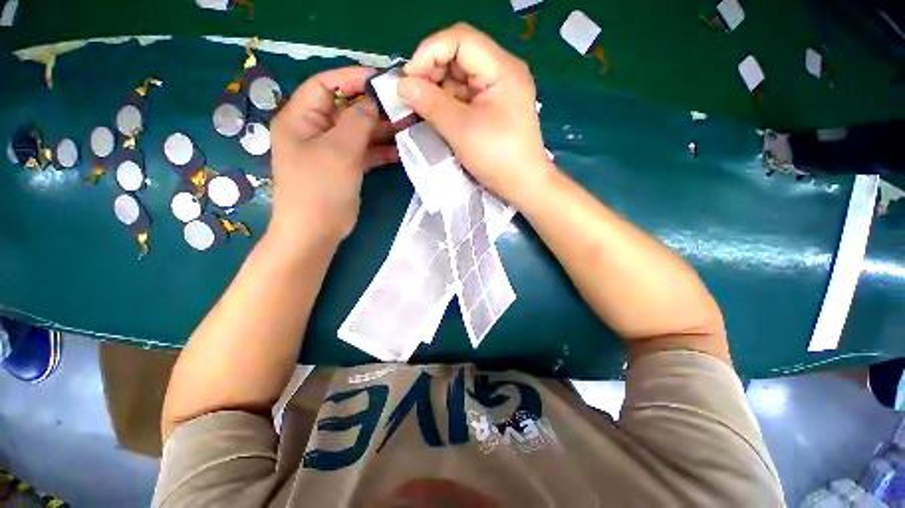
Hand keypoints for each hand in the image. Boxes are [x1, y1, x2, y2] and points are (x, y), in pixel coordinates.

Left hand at [267, 67, 398, 246]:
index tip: (381, 79)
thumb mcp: (338, 150)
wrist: (316, 232)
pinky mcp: (345, 168)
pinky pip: (364, 152)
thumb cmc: (320, 188)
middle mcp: (314, 131)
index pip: (325, 85)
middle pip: (346, 109)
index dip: (352, 78)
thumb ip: (357, 121)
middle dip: (374, 108)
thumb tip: (372, 102)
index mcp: (300, 118)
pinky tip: (400, 150)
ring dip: (381, 130)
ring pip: (358, 132)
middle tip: (403, 107)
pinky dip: (380, 150)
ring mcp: (331, 151)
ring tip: (408, 127)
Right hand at [398, 23, 550, 201]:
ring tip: (422, 108)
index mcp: (502, 69)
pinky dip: (448, 102)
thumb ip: (431, 103)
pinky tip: (437, 115)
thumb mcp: (461, 130)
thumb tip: (402, 85)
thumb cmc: (497, 157)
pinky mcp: (493, 107)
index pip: (460, 39)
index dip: (429, 52)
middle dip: (432, 72)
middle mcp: (502, 72)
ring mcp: (498, 90)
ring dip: (438, 89)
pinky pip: (465, 95)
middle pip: (460, 55)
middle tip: (413, 95)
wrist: (523, 184)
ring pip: (460, 77)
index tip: (409, 78)